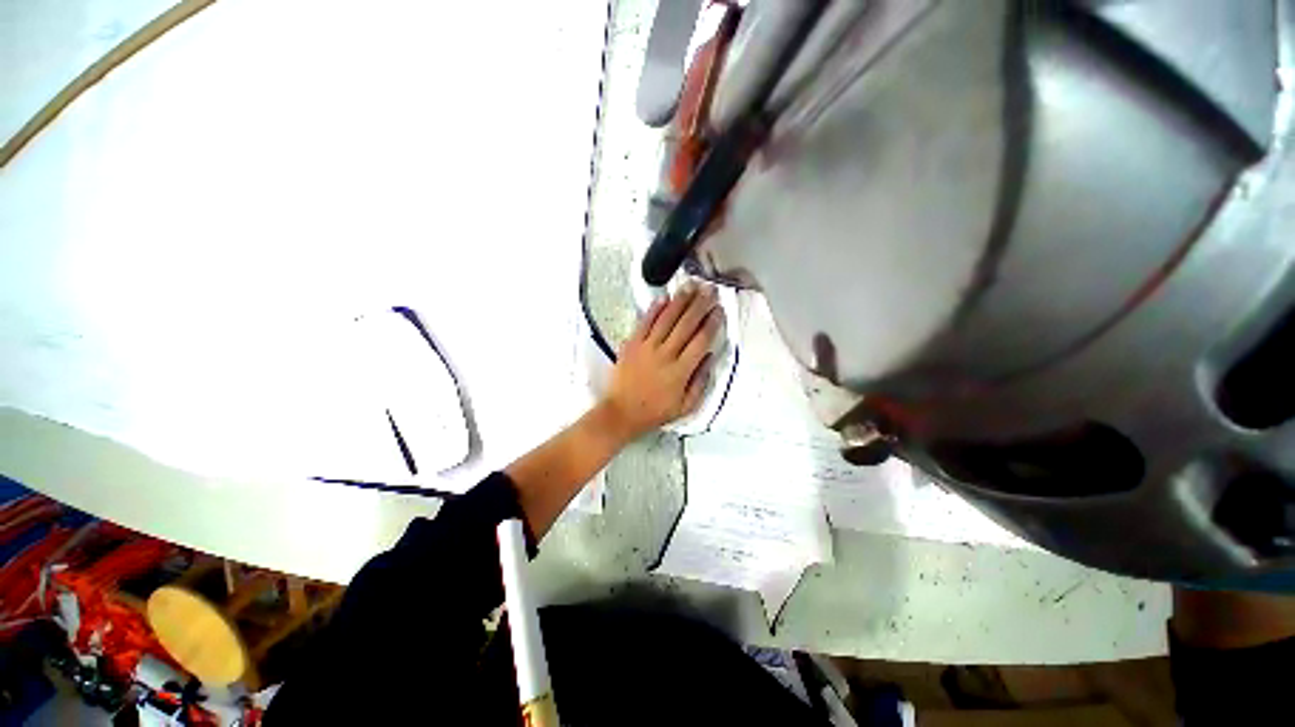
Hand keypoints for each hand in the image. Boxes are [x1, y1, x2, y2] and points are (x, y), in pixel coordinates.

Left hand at [600, 284, 722, 440]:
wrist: (621, 412)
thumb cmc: (655, 412)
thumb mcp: (685, 407)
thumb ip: (700, 382)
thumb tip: (710, 357)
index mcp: (680, 372)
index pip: (701, 341)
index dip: (712, 323)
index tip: (719, 310)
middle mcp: (665, 355)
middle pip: (686, 324)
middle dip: (700, 304)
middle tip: (710, 289)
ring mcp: (646, 348)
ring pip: (667, 319)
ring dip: (680, 301)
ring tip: (691, 286)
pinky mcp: (632, 344)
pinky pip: (645, 323)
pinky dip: (655, 309)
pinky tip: (664, 297)